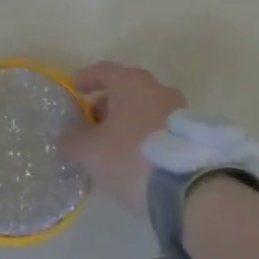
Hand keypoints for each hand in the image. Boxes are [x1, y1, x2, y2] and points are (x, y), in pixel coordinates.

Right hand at [57, 61, 186, 212]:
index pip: (103, 71)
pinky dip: (143, 137)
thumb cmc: (131, 156)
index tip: (75, 88)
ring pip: (144, 110)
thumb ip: (71, 141)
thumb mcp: (89, 151)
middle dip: (106, 105)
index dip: (86, 78)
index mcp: (131, 83)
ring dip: (126, 123)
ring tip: (112, 146)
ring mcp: (179, 110)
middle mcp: (157, 88)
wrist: (189, 188)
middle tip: (91, 124)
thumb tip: (66, 138)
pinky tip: (135, 159)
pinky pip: (159, 129)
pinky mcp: (191, 135)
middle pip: (125, 90)